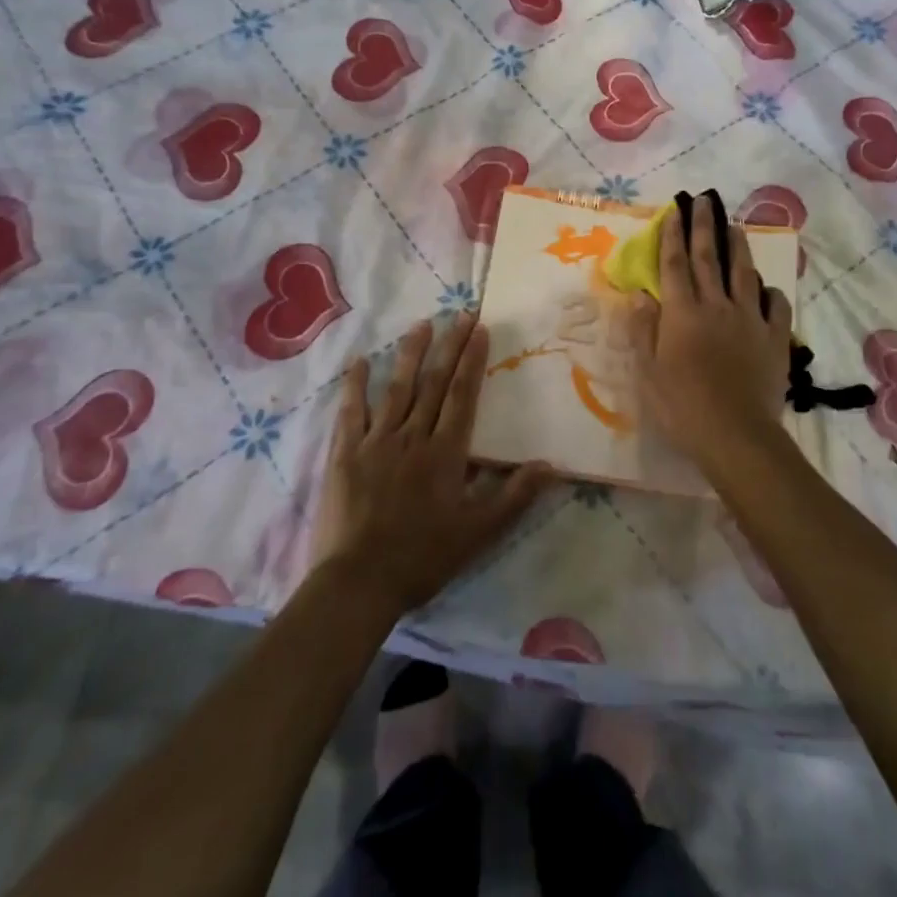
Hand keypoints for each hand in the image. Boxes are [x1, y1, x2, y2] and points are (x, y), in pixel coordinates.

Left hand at [310, 314, 549, 617]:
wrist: (359, 582)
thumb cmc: (423, 557)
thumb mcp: (478, 533)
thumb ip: (513, 496)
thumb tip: (550, 465)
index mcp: (445, 452)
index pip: (463, 395)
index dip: (472, 360)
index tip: (479, 329)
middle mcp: (413, 436)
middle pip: (434, 383)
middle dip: (449, 346)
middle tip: (460, 314)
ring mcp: (376, 442)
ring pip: (397, 389)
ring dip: (411, 354)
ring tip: (421, 324)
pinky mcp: (346, 454)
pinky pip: (351, 412)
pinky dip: (356, 386)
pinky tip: (361, 362)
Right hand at [625, 190, 794, 466]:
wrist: (735, 434)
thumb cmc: (682, 406)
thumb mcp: (647, 372)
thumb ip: (643, 329)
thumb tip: (639, 294)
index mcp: (682, 312)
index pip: (674, 264)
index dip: (672, 235)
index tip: (674, 211)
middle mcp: (716, 305)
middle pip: (708, 258)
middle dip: (704, 226)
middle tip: (705, 200)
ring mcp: (749, 319)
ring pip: (744, 273)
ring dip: (738, 248)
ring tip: (735, 227)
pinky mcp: (774, 338)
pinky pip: (776, 306)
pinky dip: (771, 292)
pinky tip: (767, 289)